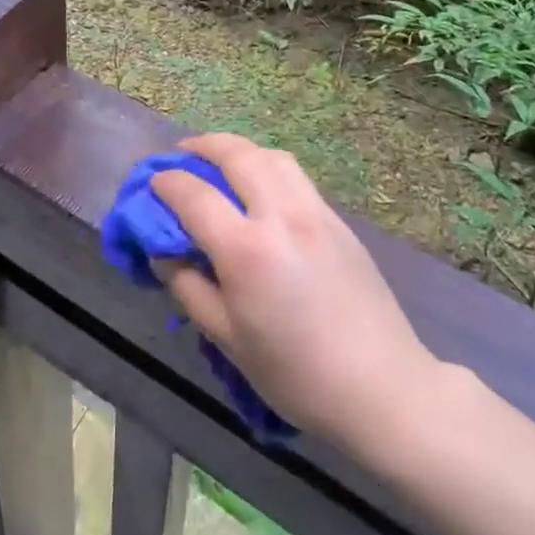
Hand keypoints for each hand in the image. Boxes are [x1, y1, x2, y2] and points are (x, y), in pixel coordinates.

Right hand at [151, 134, 445, 446]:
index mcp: (247, 249)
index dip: (166, 184)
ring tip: (220, 162)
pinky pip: (294, 175)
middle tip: (182, 154)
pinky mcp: (337, 219)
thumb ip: (189, 287)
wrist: (383, 387)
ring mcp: (314, 211)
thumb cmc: (297, 375)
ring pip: (270, 155)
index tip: (152, 185)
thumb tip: (164, 252)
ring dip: (238, 150)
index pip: (194, 195)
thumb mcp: (229, 339)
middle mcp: (281, 215)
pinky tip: (259, 188)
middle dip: (202, 146)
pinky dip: (267, 166)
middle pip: (236, 154)